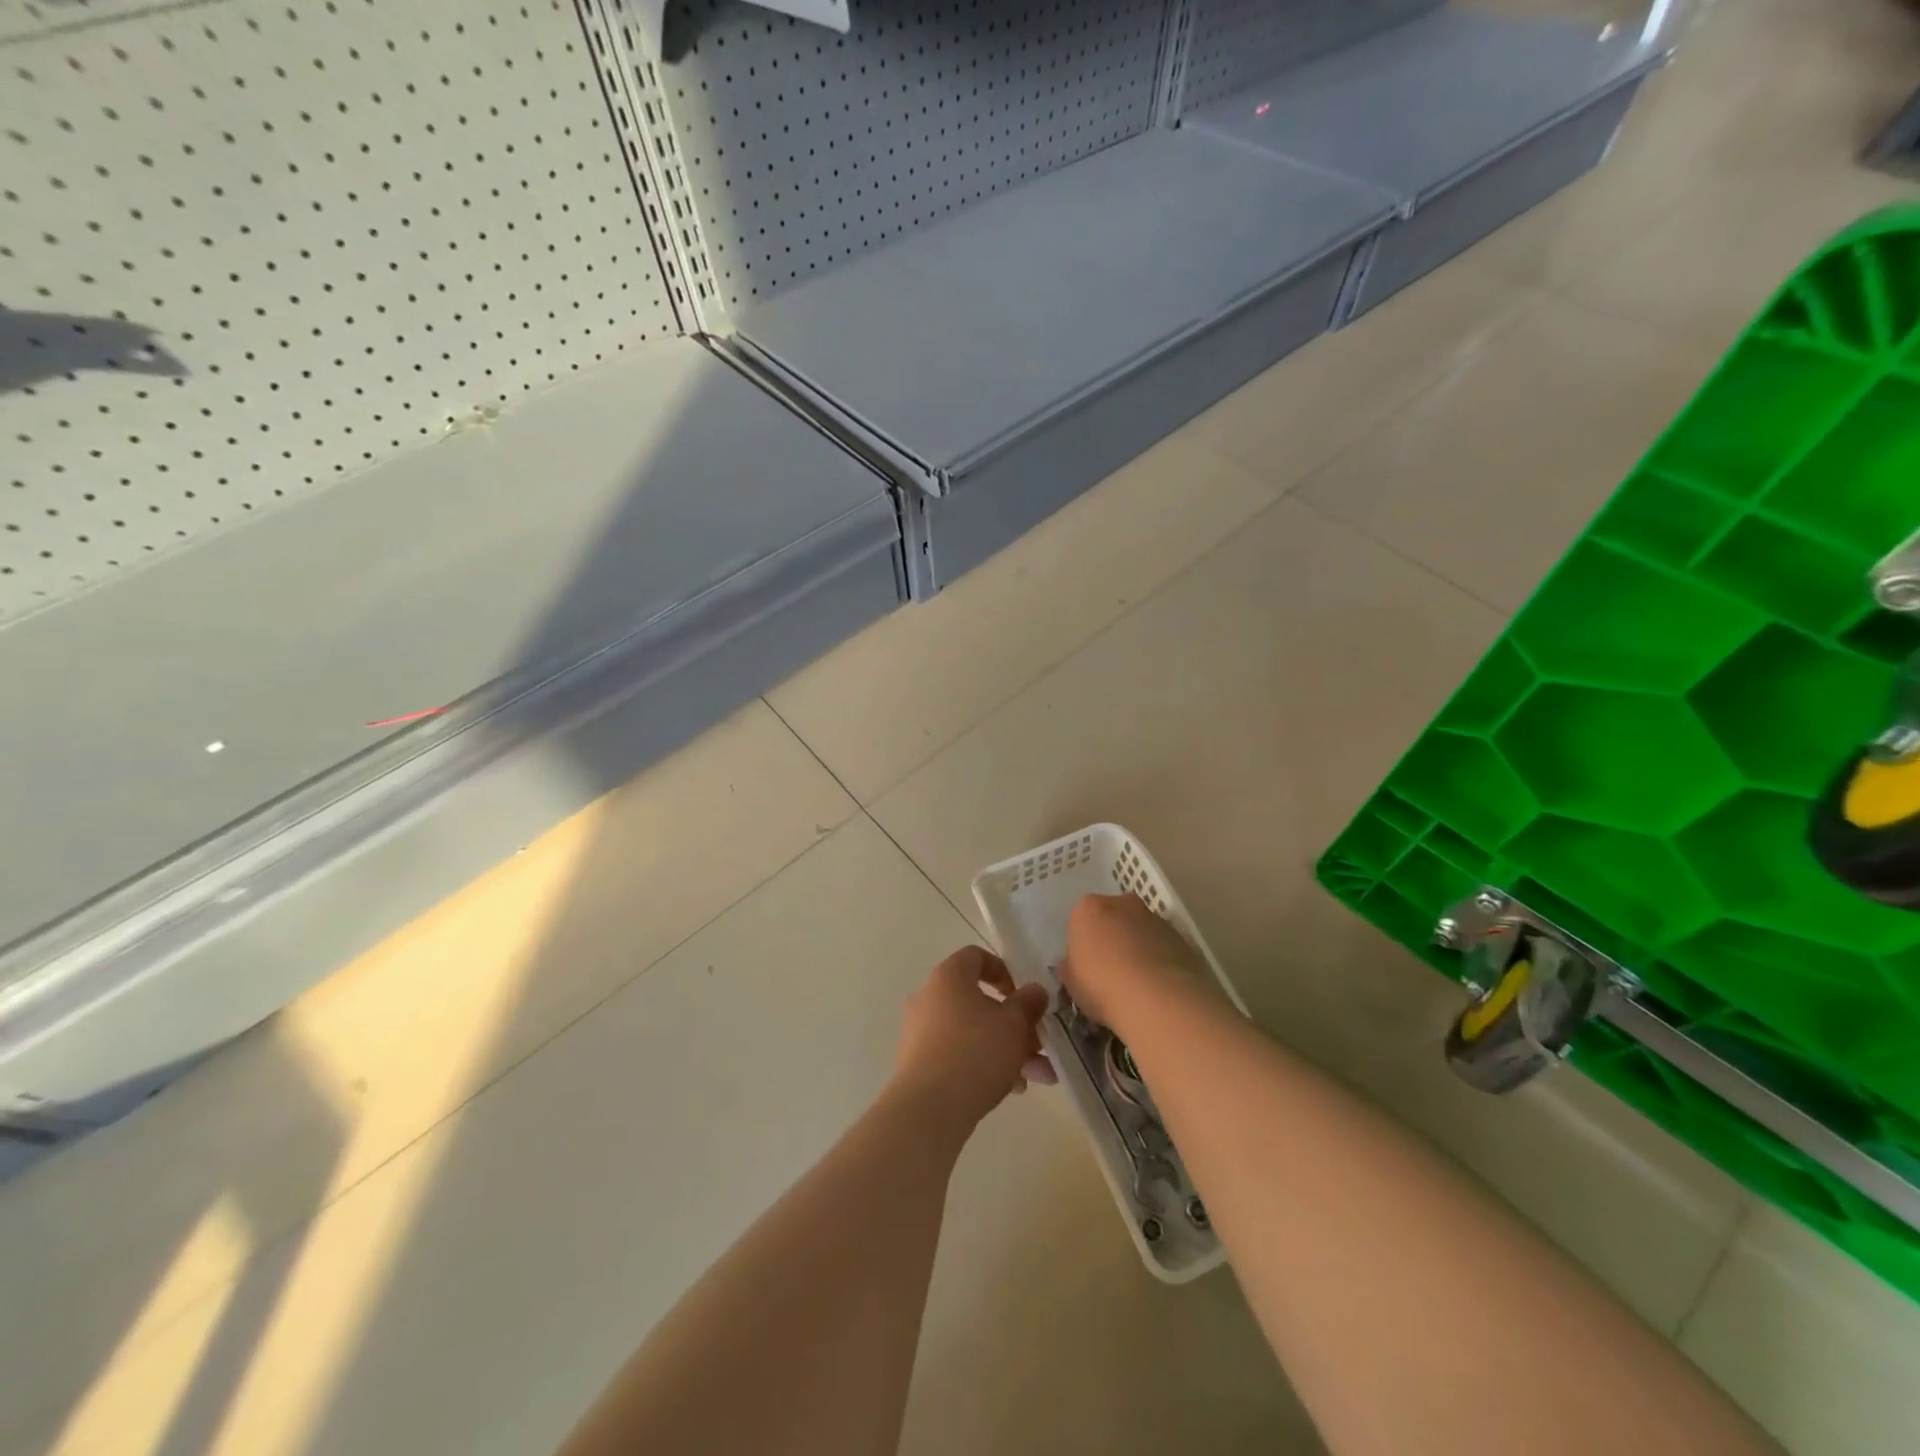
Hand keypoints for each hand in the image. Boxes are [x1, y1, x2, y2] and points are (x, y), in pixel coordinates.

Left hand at [892, 946, 1053, 1134]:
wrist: (929, 1108)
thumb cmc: (975, 1052)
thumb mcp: (1014, 1024)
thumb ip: (1028, 1003)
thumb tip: (1035, 991)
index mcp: (948, 977)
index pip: (975, 957)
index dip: (1003, 971)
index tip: (1023, 995)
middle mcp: (929, 997)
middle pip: (977, 1000)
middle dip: (1012, 1023)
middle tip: (1037, 1044)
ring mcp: (919, 1031)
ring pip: (971, 1032)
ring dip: (1004, 1049)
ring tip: (1036, 1076)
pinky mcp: (917, 1063)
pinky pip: (956, 1054)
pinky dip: (982, 1065)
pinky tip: (1011, 1089)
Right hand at [1060, 892, 1208, 1029]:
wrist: (1157, 999)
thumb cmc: (1102, 986)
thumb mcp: (1071, 982)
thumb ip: (1070, 966)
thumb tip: (1073, 964)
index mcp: (1088, 908)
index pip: (1080, 921)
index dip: (1083, 945)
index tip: (1086, 968)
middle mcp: (1122, 903)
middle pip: (1112, 918)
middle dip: (1112, 938)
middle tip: (1111, 972)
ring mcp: (1154, 917)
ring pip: (1140, 930)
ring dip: (1138, 947)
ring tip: (1139, 984)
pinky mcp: (1181, 936)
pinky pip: (1163, 945)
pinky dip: (1160, 959)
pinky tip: (1159, 987)